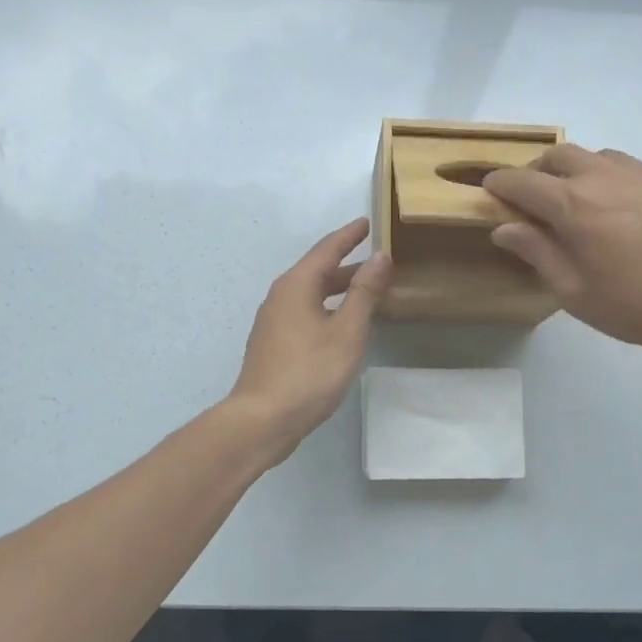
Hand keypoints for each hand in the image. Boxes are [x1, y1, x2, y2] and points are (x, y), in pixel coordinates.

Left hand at [228, 218, 391, 460]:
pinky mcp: (273, 342)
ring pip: (311, 293)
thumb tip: (379, 257)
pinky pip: (305, 311)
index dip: (350, 235)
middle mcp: (281, 295)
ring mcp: (273, 320)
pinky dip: (327, 307)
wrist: (262, 419)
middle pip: (318, 270)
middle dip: (348, 263)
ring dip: (339, 288)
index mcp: (297, 284)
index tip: (368, 222)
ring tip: (367, 291)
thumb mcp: (347, 331)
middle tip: (378, 260)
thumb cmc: (309, 372)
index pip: (327, 248)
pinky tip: (342, 323)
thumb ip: (364, 292)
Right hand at [483, 145, 641, 361]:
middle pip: (558, 156)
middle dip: (536, 170)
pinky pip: (629, 167)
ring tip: (578, 200)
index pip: (522, 182)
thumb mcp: (576, 291)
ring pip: (596, 156)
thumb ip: (537, 253)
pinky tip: (622, 208)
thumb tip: (504, 228)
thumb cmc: (640, 305)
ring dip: (575, 170)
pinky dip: (610, 178)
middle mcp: (603, 176)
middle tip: (533, 197)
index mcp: (572, 204)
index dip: (500, 184)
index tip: (490, 189)